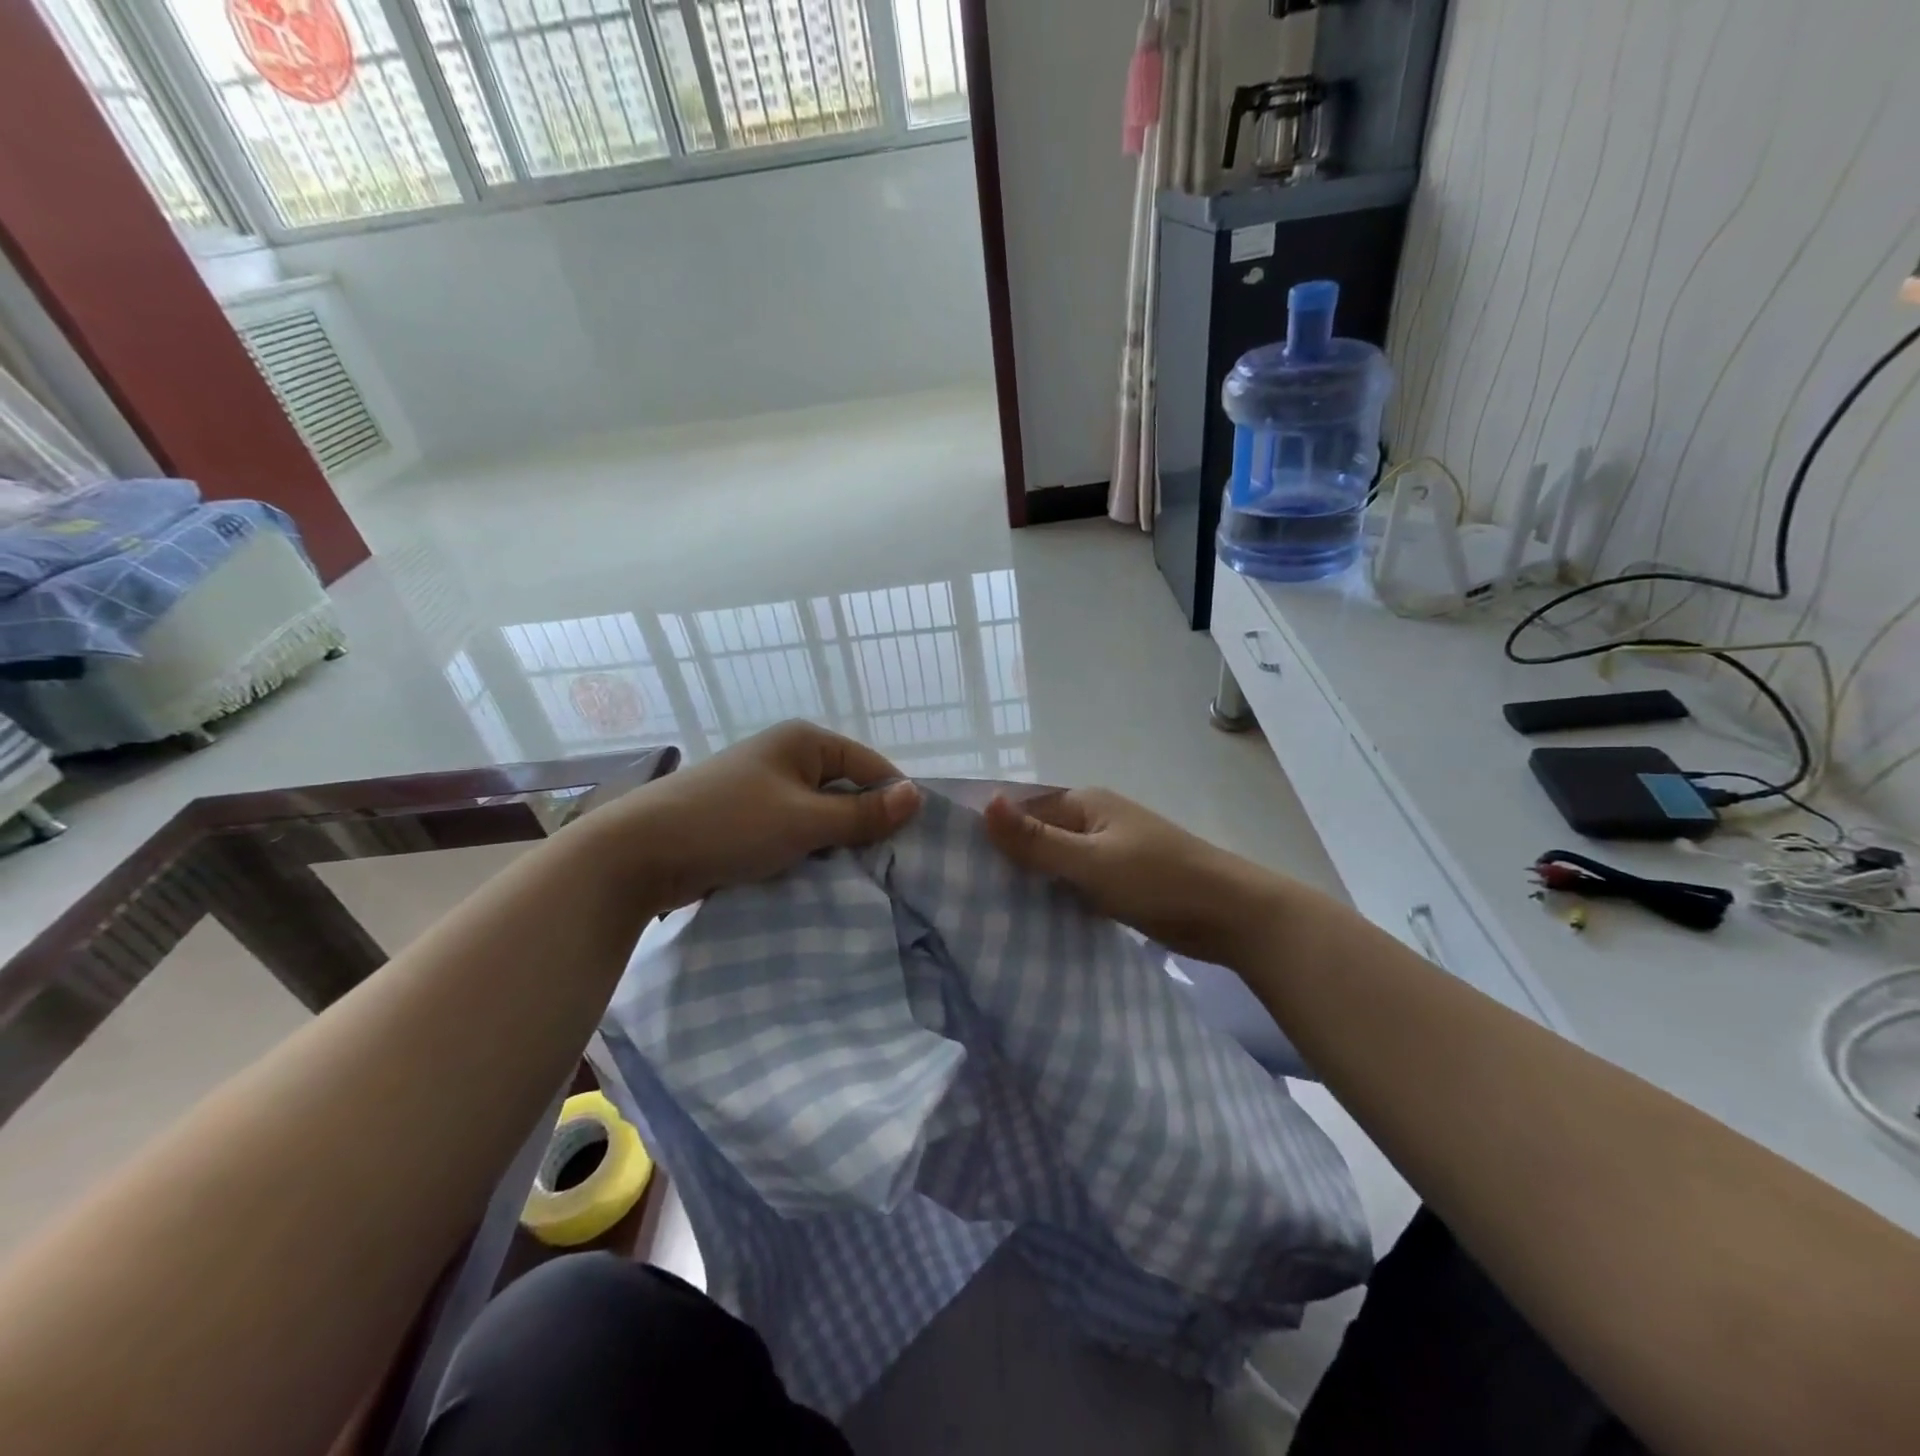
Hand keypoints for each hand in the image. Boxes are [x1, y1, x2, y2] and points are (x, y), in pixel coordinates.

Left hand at [581, 721, 922, 910]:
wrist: (638, 852)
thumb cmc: (730, 824)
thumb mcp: (805, 821)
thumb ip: (863, 813)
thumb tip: (916, 795)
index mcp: (805, 740)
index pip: (870, 766)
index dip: (893, 801)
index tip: (913, 843)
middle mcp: (787, 755)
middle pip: (845, 789)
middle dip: (864, 825)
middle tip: (888, 866)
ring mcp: (764, 786)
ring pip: (819, 813)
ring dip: (834, 841)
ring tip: (857, 874)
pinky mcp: (746, 816)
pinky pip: (793, 828)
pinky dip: (807, 848)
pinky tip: (818, 874)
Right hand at [983, 788, 1285, 967]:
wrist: (1229, 914)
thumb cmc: (1158, 879)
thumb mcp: (1091, 861)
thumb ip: (1036, 839)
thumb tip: (983, 803)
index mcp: (1084, 803)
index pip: (1021, 809)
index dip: (989, 831)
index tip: (951, 861)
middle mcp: (1092, 821)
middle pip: (1036, 835)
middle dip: (1006, 859)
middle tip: (961, 893)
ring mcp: (1106, 852)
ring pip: (1053, 863)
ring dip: (1029, 881)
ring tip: (984, 910)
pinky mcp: (1117, 882)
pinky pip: (1072, 884)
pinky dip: (1053, 897)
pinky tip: (1028, 921)